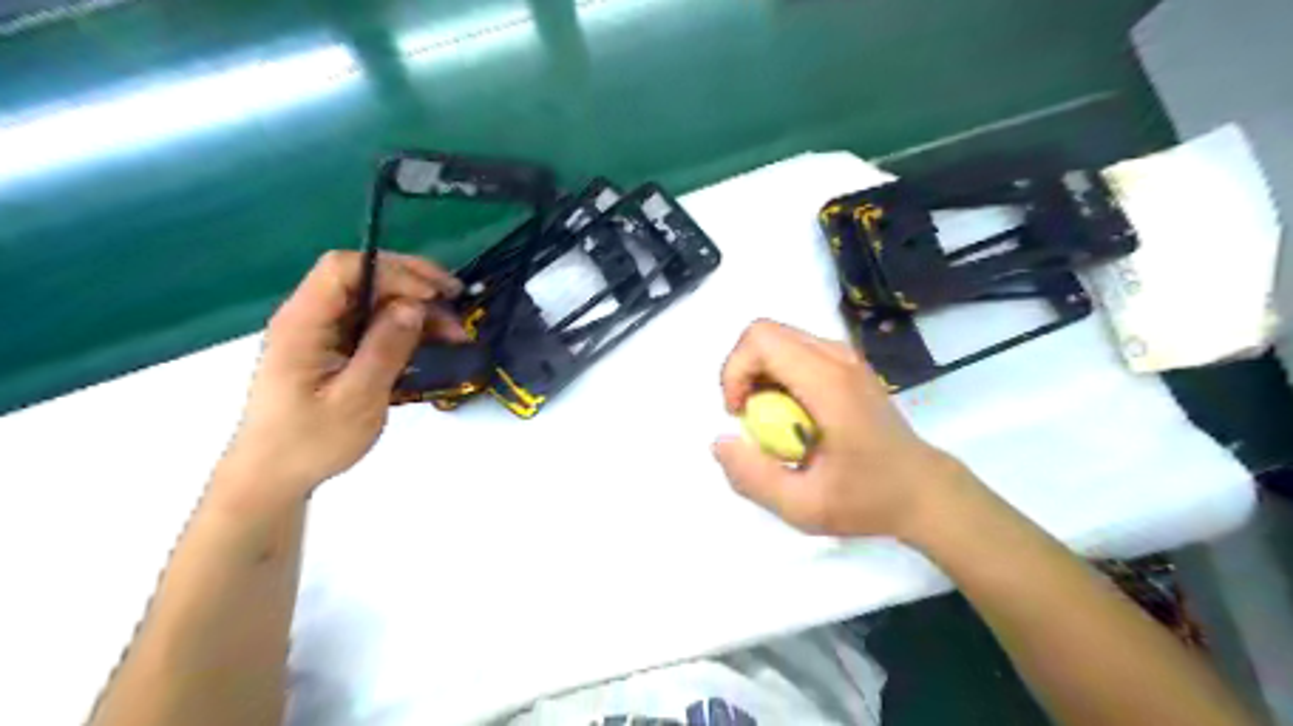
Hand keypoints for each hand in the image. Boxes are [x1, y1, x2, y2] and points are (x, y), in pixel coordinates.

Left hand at [212, 251, 466, 511]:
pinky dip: (405, 329)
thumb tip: (414, 306)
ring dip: (415, 310)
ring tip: (452, 334)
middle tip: (456, 308)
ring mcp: (321, 334)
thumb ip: (385, 348)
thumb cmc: (310, 442)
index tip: (433, 295)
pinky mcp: (333, 350)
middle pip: (363, 279)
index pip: (344, 268)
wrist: (273, 478)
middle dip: (413, 287)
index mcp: (303, 323)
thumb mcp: (356, 398)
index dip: (393, 271)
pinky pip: (372, 325)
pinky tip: (430, 344)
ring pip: (373, 302)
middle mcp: (310, 318)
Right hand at [713, 320, 973, 541]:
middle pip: (764, 333)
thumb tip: (720, 441)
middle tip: (749, 416)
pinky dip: (776, 375)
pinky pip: (794, 351)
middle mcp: (837, 357)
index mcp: (828, 383)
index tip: (739, 415)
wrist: (922, 490)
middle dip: (742, 372)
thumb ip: (753, 477)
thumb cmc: (868, 499)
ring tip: (769, 419)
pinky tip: (789, 414)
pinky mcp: (845, 364)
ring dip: (758, 374)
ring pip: (778, 340)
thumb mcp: (803, 507)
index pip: (761, 340)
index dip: (735, 371)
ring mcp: (844, 357)